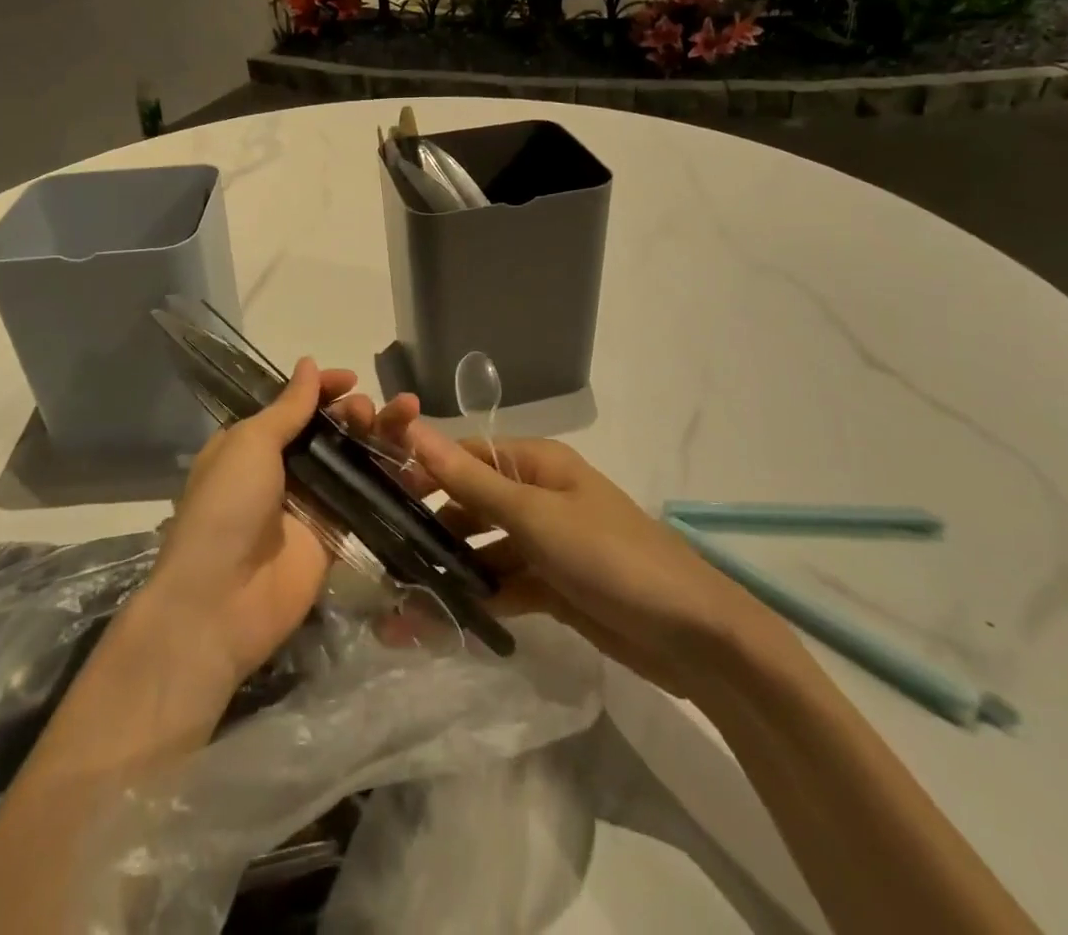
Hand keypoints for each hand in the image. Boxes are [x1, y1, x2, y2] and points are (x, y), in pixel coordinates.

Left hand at [141, 358, 381, 693]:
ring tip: (402, 421)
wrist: (221, 602)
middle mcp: (282, 470)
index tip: (351, 380)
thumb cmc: (227, 507)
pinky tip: (415, 462)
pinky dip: (391, 479)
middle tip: (368, 412)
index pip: (294, 406)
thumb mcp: (250, 444)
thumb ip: (287, 408)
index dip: (322, 389)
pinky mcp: (335, 537)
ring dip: (377, 438)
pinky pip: (366, 500)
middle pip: (327, 432)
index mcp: (252, 444)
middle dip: (353, 414)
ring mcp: (311, 504)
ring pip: (351, 461)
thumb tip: (309, 363)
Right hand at [380, 410, 784, 698]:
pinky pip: (503, 585)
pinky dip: (477, 599)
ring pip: (483, 549)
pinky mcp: (552, 587)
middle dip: (430, 528)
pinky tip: (439, 621)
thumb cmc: (611, 557)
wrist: (694, 638)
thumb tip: (414, 429)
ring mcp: (544, 543)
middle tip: (380, 557)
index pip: (464, 456)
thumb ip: (471, 481)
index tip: (372, 494)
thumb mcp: (536, 517)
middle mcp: (536, 495)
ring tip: (400, 600)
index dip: (421, 471)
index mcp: (535, 463)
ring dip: (449, 570)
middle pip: (470, 503)